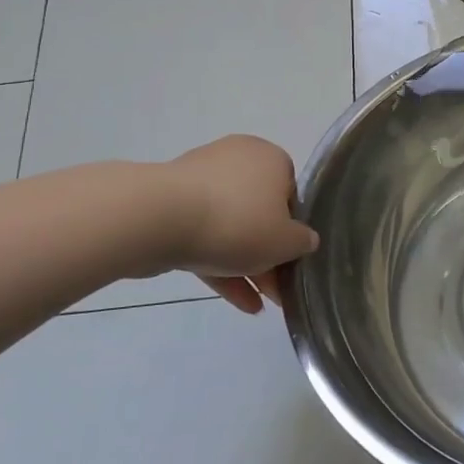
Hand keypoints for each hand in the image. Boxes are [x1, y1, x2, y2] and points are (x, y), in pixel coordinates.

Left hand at [166, 136, 318, 313]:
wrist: (159, 219)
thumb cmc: (238, 222)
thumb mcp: (287, 241)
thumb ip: (303, 242)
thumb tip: (305, 240)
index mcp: (270, 158)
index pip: (291, 195)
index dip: (294, 232)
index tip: (292, 261)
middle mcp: (237, 160)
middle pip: (260, 213)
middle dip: (269, 256)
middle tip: (277, 291)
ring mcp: (201, 182)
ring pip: (232, 228)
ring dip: (247, 266)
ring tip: (260, 305)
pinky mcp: (172, 205)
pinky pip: (205, 236)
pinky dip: (221, 266)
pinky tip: (239, 302)